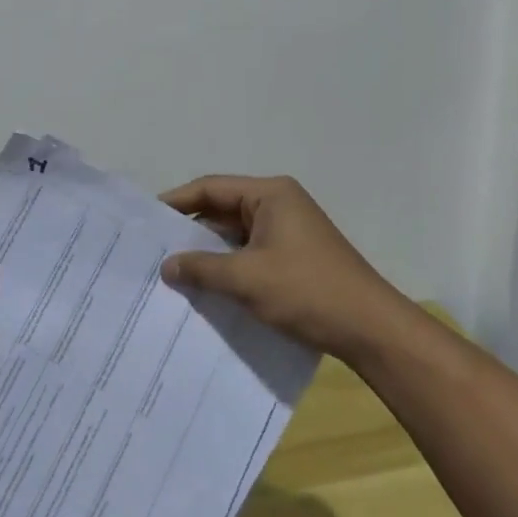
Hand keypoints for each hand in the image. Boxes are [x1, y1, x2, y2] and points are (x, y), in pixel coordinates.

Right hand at [159, 176, 409, 363]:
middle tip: (153, 249)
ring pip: (236, 235)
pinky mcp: (294, 257)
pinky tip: (207, 287)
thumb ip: (202, 268)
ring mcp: (289, 231)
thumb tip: (166, 266)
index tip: (147, 220)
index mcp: (270, 194)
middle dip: (191, 230)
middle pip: (223, 209)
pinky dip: (229, 266)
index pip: (212, 188)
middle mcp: (279, 204)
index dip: (177, 201)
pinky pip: (251, 253)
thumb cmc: (307, 290)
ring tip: (172, 271)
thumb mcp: (247, 279)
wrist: (370, 329)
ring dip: (209, 252)